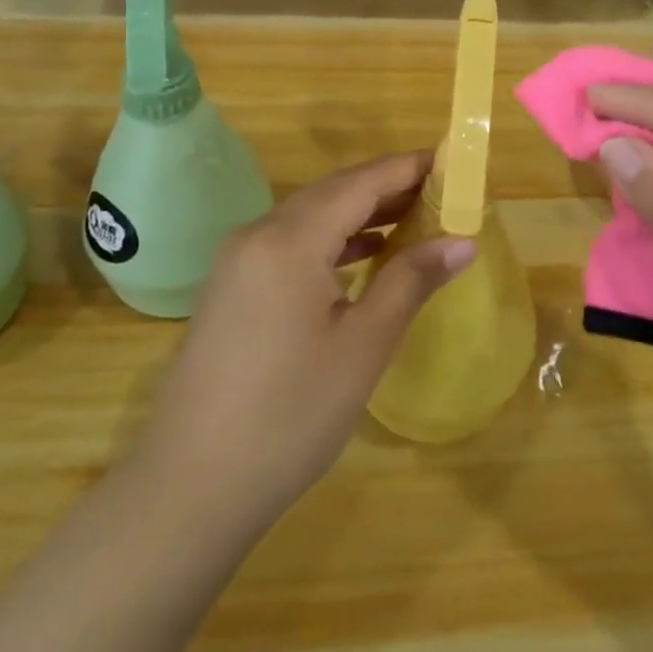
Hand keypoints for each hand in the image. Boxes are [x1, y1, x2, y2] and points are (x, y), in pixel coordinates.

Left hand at [123, 151, 474, 540]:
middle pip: (332, 192)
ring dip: (359, 214)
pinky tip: (361, 257)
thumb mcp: (363, 346)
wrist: (189, 490)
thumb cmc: (289, 415)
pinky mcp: (230, 288)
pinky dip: (330, 240)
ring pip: (309, 216)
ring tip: (412, 219)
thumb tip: (463, 241)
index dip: (407, 167)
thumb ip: (411, 281)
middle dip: (387, 187)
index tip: (450, 161)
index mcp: (289, 239)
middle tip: (441, 193)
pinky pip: (289, 243)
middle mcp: (257, 234)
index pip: (360, 182)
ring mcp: (237, 261)